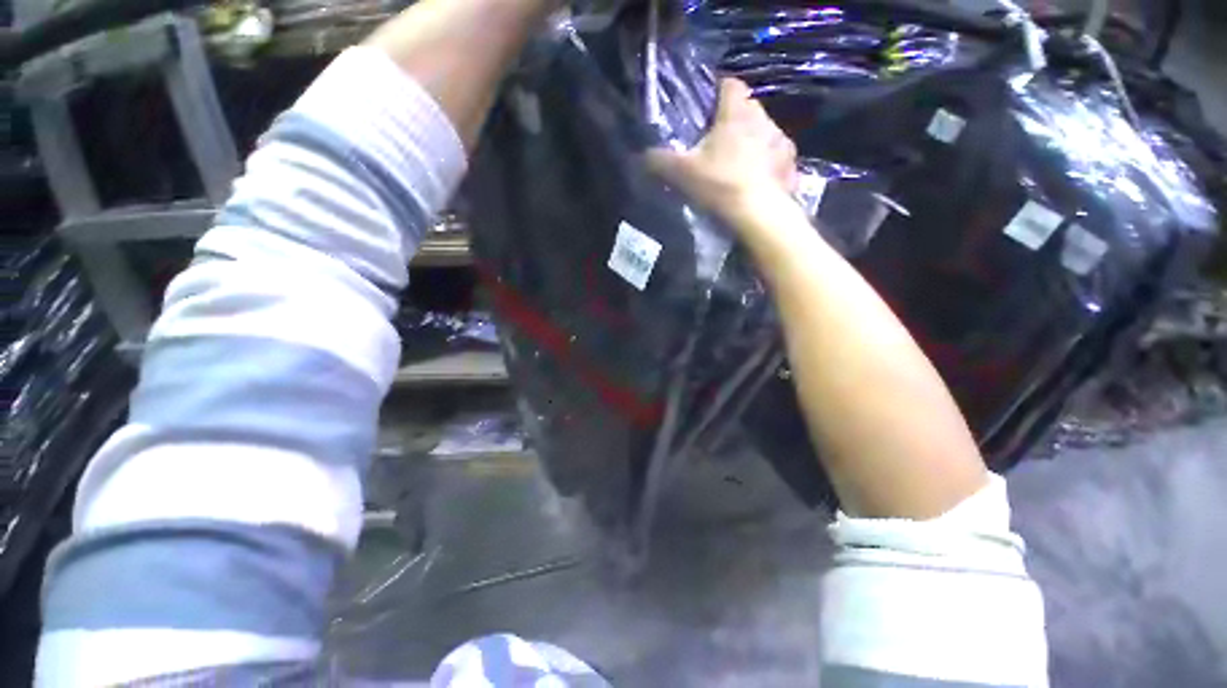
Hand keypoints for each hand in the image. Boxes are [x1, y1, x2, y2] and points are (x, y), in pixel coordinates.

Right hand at [647, 78, 799, 232]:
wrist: (759, 214)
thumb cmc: (720, 184)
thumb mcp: (682, 173)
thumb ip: (660, 161)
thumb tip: (642, 154)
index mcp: (736, 112)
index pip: (729, 84)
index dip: (717, 91)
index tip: (707, 108)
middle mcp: (763, 118)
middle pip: (747, 108)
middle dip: (733, 120)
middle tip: (717, 142)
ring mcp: (781, 141)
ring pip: (764, 131)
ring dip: (752, 141)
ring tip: (738, 164)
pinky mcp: (791, 164)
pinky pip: (777, 157)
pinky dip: (767, 163)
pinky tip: (757, 180)